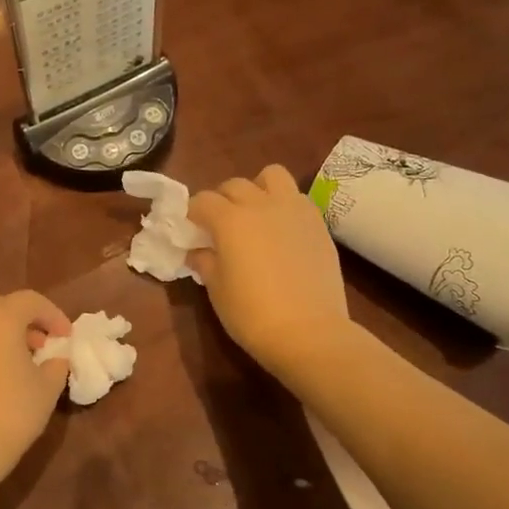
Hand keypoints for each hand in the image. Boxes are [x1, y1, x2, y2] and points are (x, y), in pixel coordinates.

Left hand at [0, 291, 71, 495]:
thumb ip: (56, 364)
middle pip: (2, 307)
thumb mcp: (47, 389)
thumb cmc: (11, 413)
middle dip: (26, 321)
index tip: (66, 336)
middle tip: (43, 345)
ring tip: (19, 360)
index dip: (53, 315)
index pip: (31, 300)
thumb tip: (55, 358)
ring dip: (2, 333)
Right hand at [188, 165, 347, 374]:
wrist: (309, 332)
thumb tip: (198, 251)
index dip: (192, 214)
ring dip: (257, 189)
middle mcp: (261, 205)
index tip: (190, 230)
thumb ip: (205, 262)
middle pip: (234, 185)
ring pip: (272, 176)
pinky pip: (296, 198)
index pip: (202, 201)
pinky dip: (283, 205)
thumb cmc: (252, 314)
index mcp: (230, 220)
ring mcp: (294, 210)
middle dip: (221, 200)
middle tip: (218, 225)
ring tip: (255, 214)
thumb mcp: (217, 290)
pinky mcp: (318, 223)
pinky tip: (281, 231)